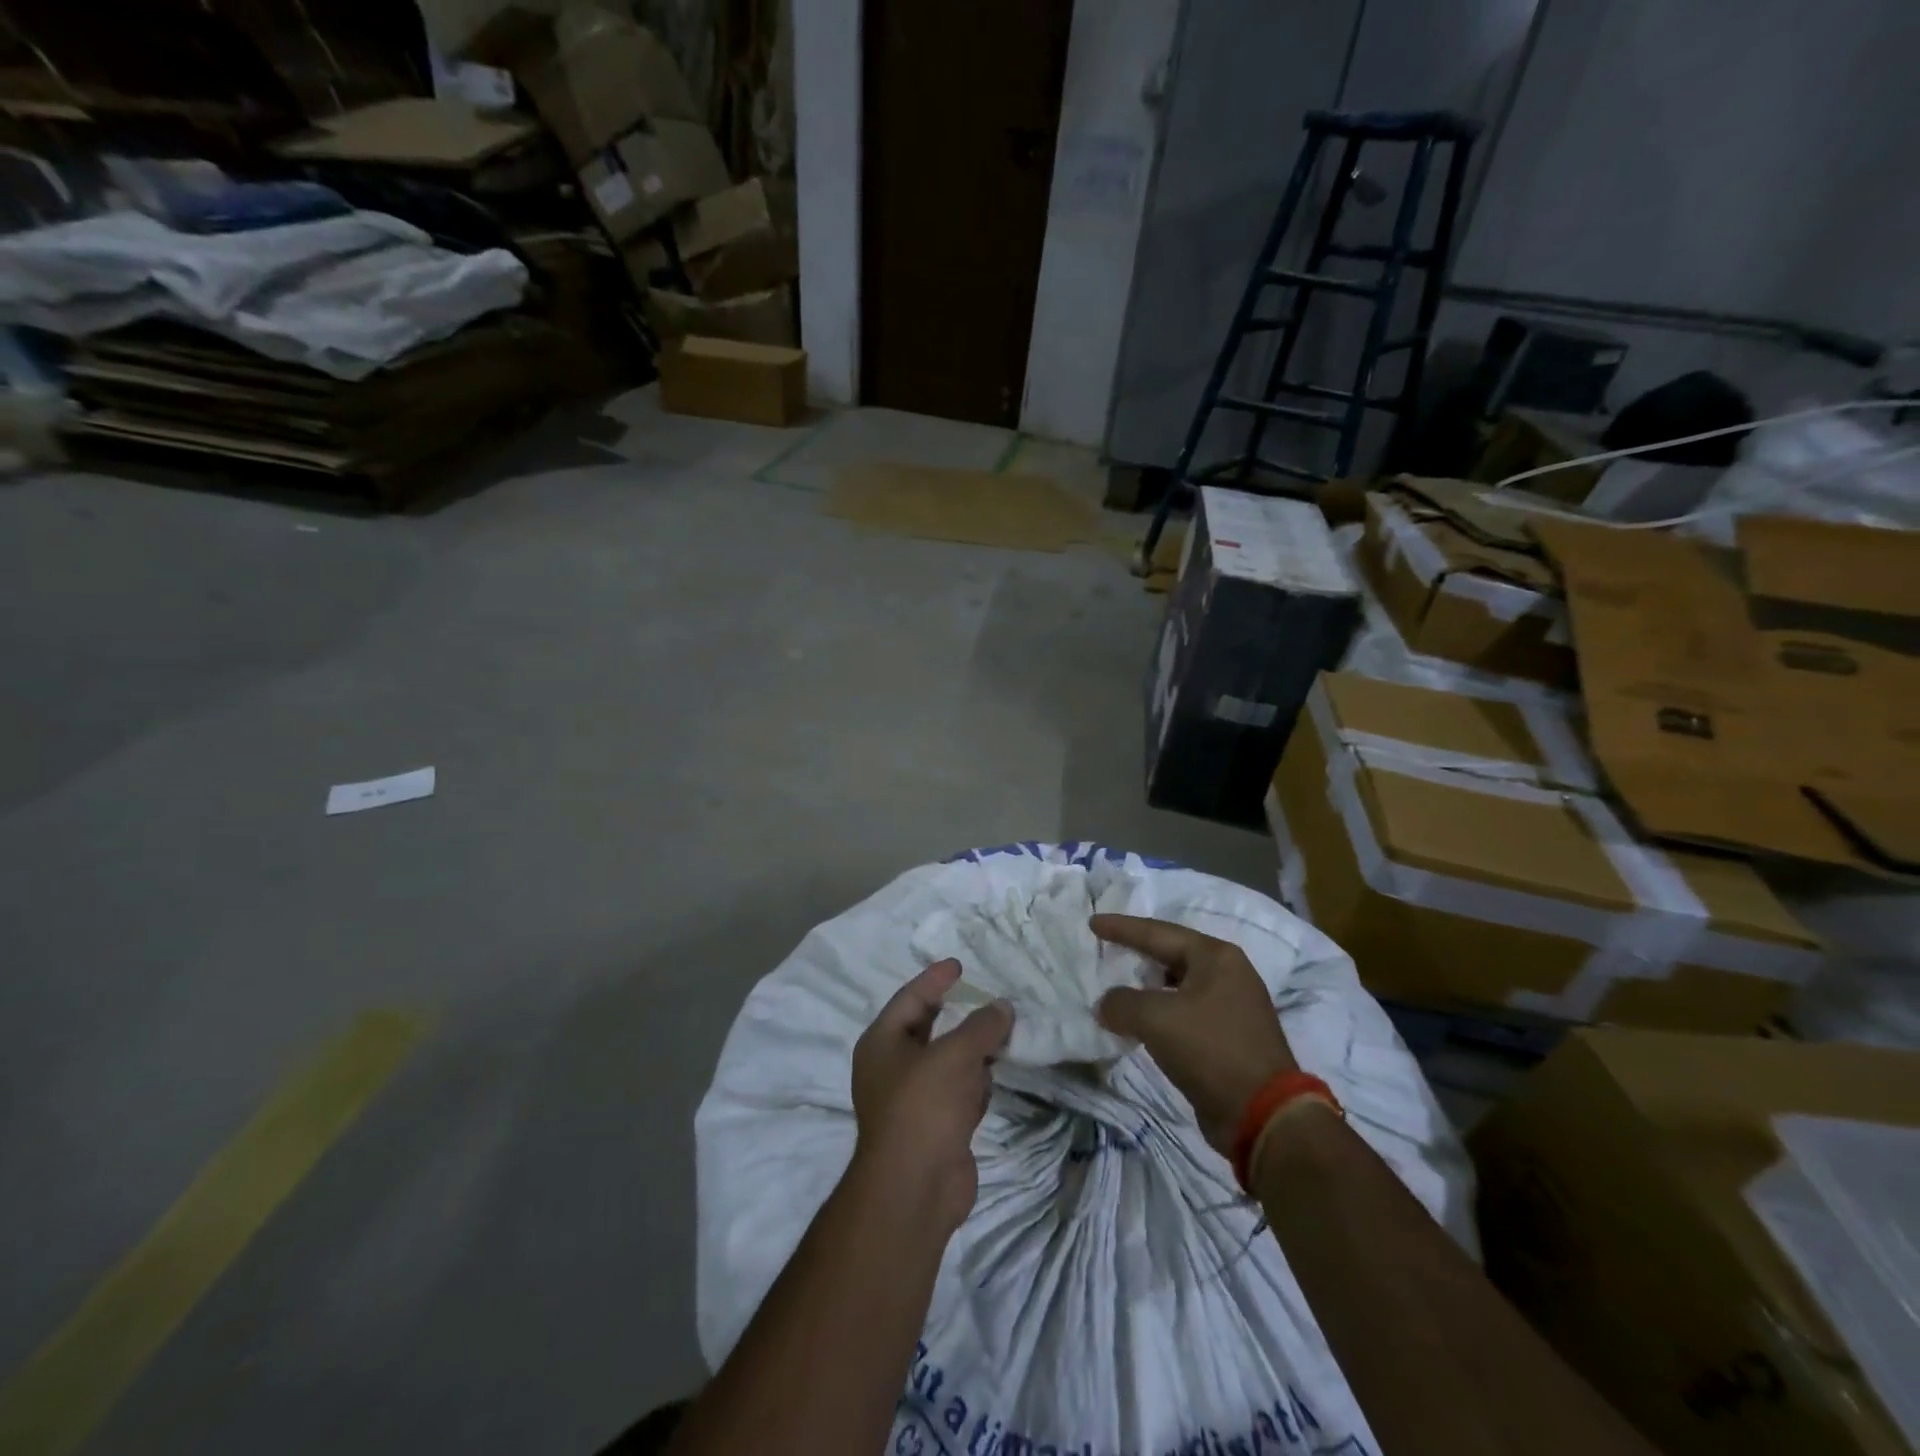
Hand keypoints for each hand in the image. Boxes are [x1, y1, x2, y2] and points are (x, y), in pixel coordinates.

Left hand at [851, 959, 1012, 1232]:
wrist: (916, 1188)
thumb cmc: (924, 1107)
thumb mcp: (954, 1055)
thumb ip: (981, 1026)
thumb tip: (1002, 1007)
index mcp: (882, 1043)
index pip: (910, 998)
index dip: (934, 979)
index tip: (959, 964)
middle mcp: (893, 1067)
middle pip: (928, 1029)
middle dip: (957, 1013)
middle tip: (984, 994)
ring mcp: (913, 1099)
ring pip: (947, 1061)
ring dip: (972, 1049)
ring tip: (1002, 1029)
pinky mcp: (936, 1126)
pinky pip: (959, 1091)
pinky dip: (976, 1081)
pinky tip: (995, 1074)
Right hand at [1092, 915, 1297, 1153]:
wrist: (1263, 1115)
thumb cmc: (1210, 1050)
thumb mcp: (1156, 1018)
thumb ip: (1122, 1003)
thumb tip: (1106, 1005)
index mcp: (1216, 957)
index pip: (1158, 933)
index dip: (1122, 928)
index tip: (1093, 923)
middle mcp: (1228, 974)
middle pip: (1172, 954)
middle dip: (1138, 952)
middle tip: (1107, 949)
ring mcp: (1233, 1006)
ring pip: (1179, 985)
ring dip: (1149, 986)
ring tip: (1120, 987)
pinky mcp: (1230, 1037)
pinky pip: (1185, 1011)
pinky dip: (1161, 1012)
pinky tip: (1142, 1023)